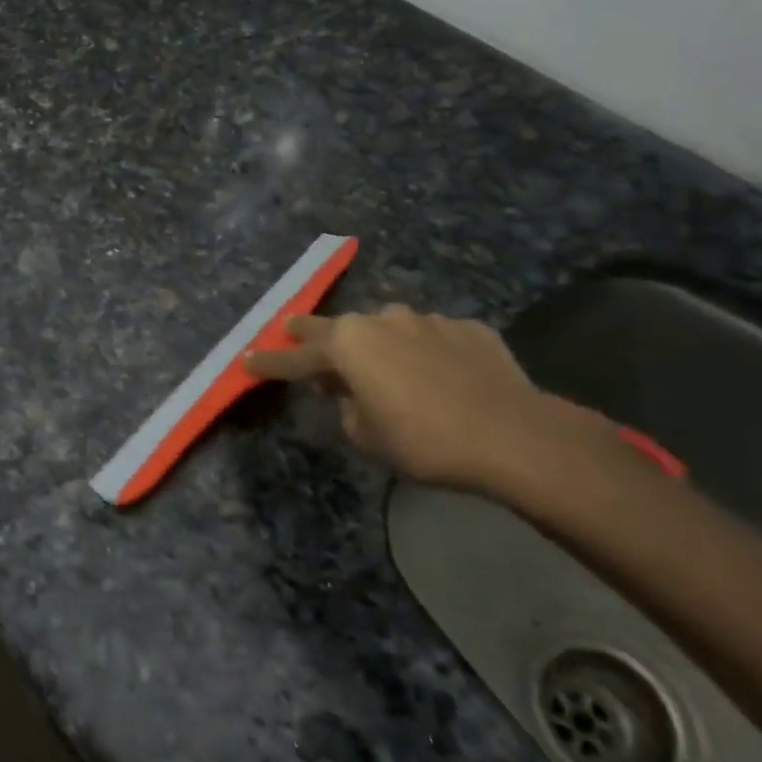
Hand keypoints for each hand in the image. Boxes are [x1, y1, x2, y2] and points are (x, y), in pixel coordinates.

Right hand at [244, 306, 611, 495]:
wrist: (514, 435)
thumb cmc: (424, 440)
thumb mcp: (366, 435)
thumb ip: (346, 406)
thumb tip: (349, 391)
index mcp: (347, 345)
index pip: (294, 357)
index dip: (268, 362)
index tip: (247, 360)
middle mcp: (381, 321)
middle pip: (333, 326)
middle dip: (309, 333)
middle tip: (292, 332)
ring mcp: (427, 320)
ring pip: (387, 328)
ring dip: (376, 344)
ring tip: (383, 367)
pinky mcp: (467, 328)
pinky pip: (431, 338)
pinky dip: (423, 352)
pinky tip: (438, 375)